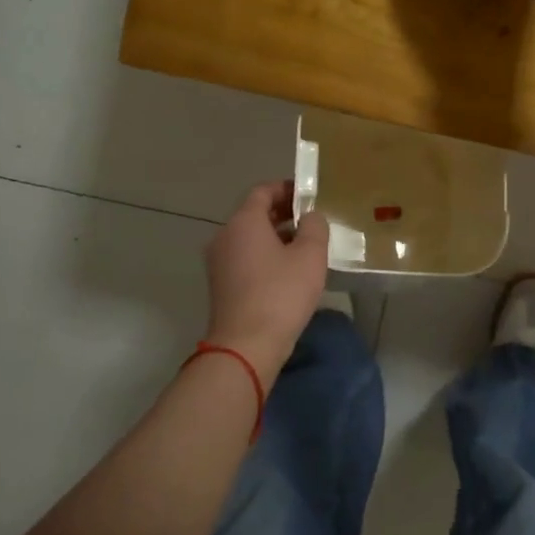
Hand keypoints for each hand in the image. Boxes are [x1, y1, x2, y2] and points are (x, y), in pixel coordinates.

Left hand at [203, 182, 330, 385]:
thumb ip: (315, 227)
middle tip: (312, 222)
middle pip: (254, 214)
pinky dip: (265, 256)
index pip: (263, 191)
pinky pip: (245, 259)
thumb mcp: (310, 256)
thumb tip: (310, 217)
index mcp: (243, 221)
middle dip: (283, 214)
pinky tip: (288, 272)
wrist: (246, 345)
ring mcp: (219, 262)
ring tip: (305, 248)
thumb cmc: (281, 294)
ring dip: (275, 237)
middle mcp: (225, 236)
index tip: (309, 196)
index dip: (287, 189)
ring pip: (249, 238)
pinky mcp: (221, 285)